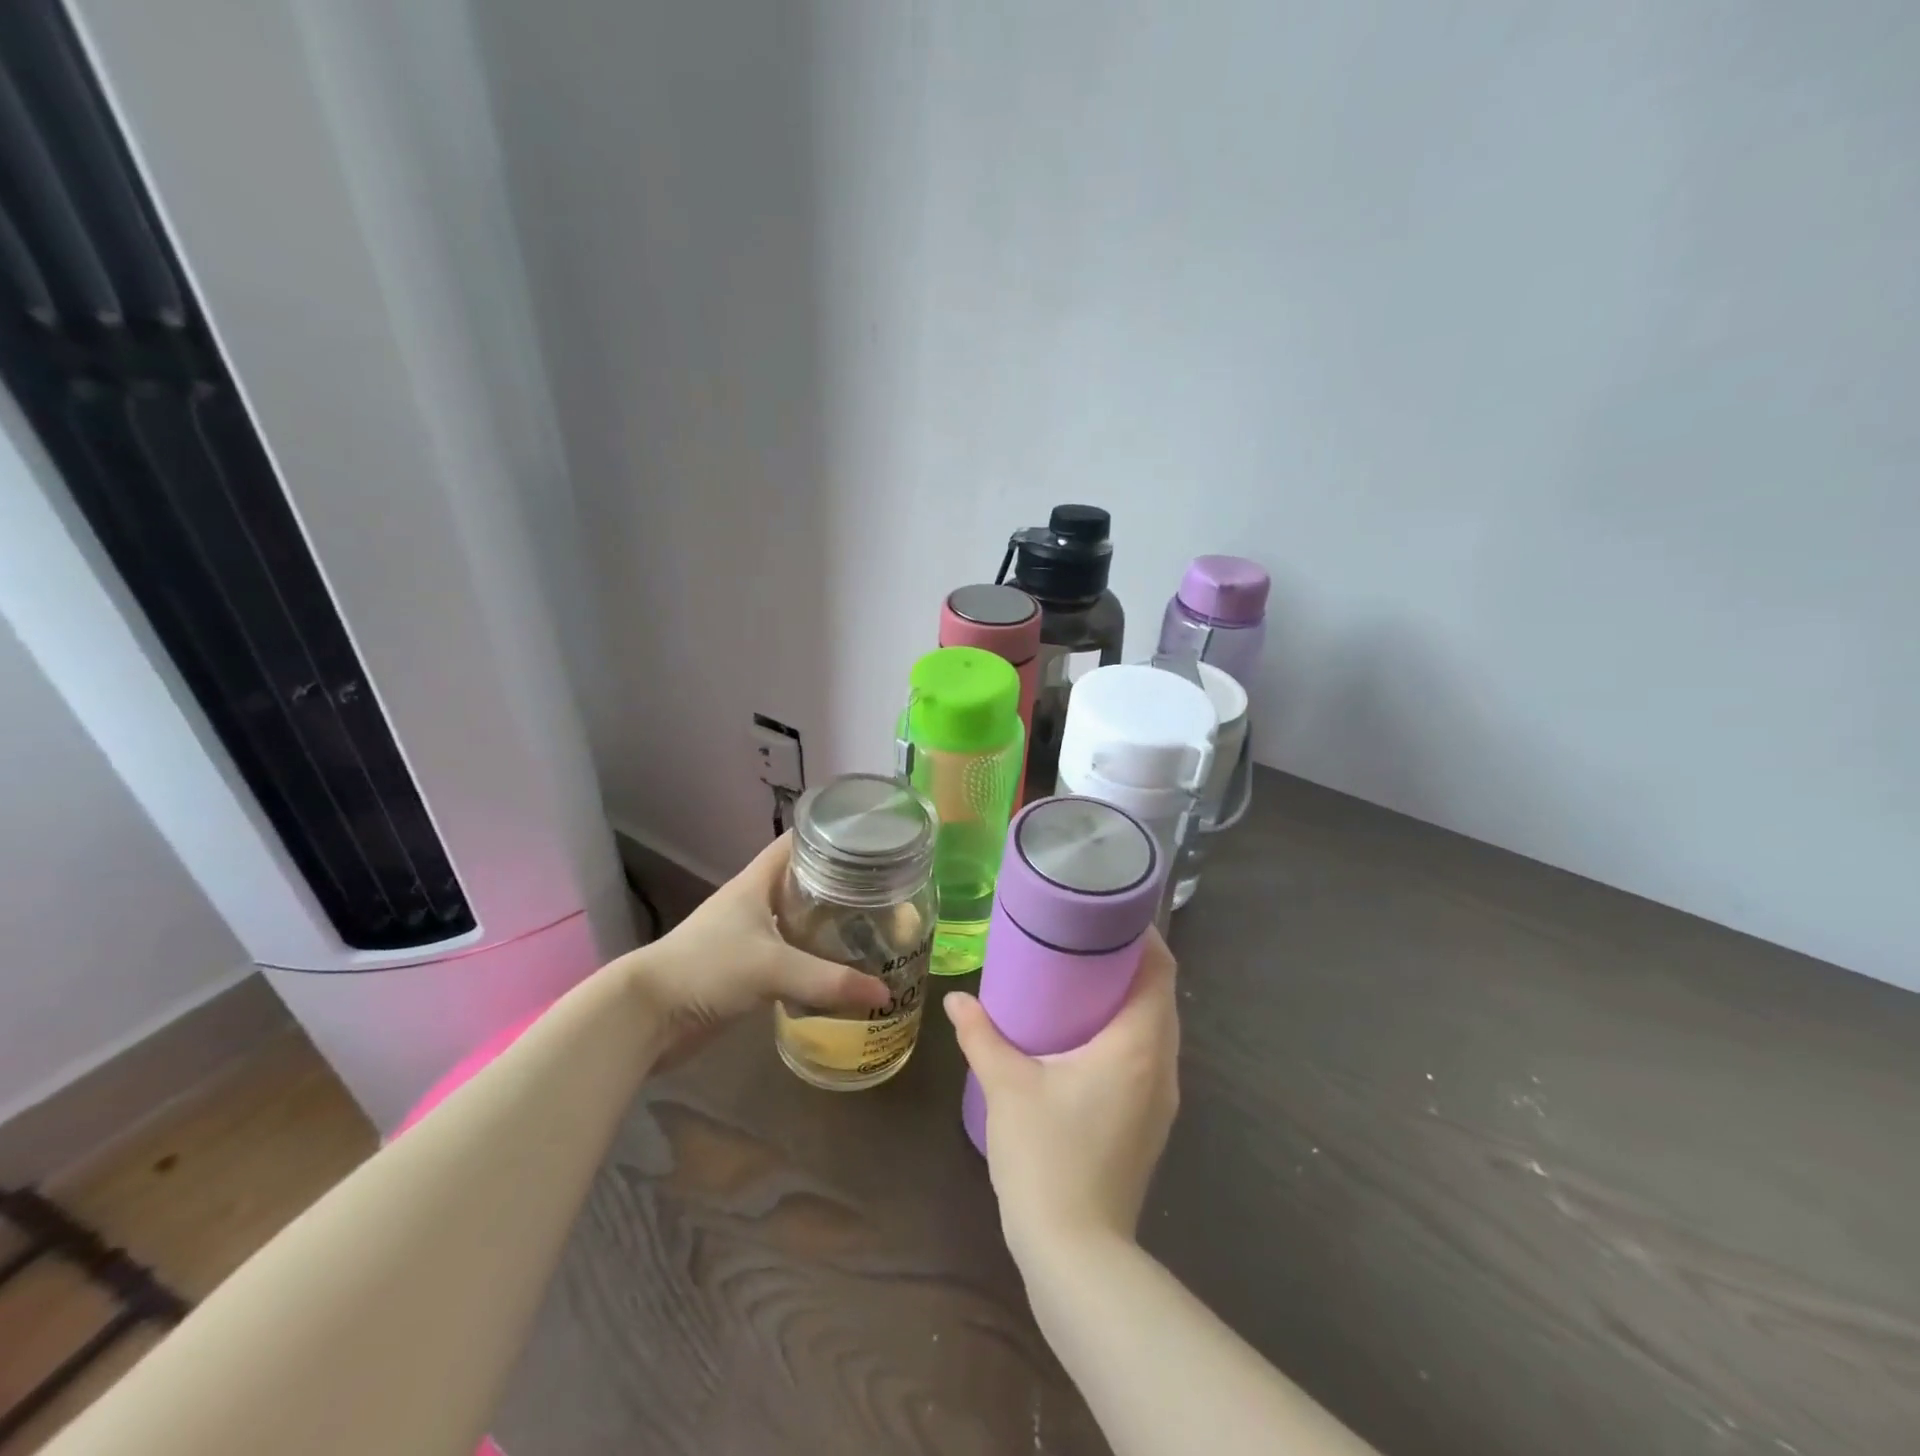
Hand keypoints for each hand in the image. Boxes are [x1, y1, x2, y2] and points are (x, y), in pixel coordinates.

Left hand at [613, 834, 890, 1070]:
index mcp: (757, 882)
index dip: (831, 834)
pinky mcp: (748, 970)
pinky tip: (842, 969)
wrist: (648, 1016)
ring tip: (873, 927)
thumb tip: (884, 991)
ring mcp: (750, 936)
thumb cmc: (707, 969)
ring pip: (800, 920)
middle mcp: (756, 902)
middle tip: (884, 890)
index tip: (871, 839)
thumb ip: (828, 979)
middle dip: (841, 884)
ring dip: (830, 924)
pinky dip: (815, 959)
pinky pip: (792, 956)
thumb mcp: (772, 968)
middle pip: (805, 881)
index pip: (798, 842)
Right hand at [943, 929, 1180, 1261]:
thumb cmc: (1047, 1157)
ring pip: (1156, 1029)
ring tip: (1082, 978)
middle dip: (1129, 962)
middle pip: (1160, 996)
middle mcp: (1161, 1066)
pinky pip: (1147, 1056)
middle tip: (1084, 939)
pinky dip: (1126, 1031)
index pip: (1160, 972)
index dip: (1142, 936)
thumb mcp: (1008, 1087)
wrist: (1077, 1254)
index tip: (1108, 913)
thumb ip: (982, 1036)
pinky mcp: (1150, 1122)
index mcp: (1137, 1046)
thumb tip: (957, 1000)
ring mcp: (1160, 1099)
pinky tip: (1086, 1035)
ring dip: (1129, 999)